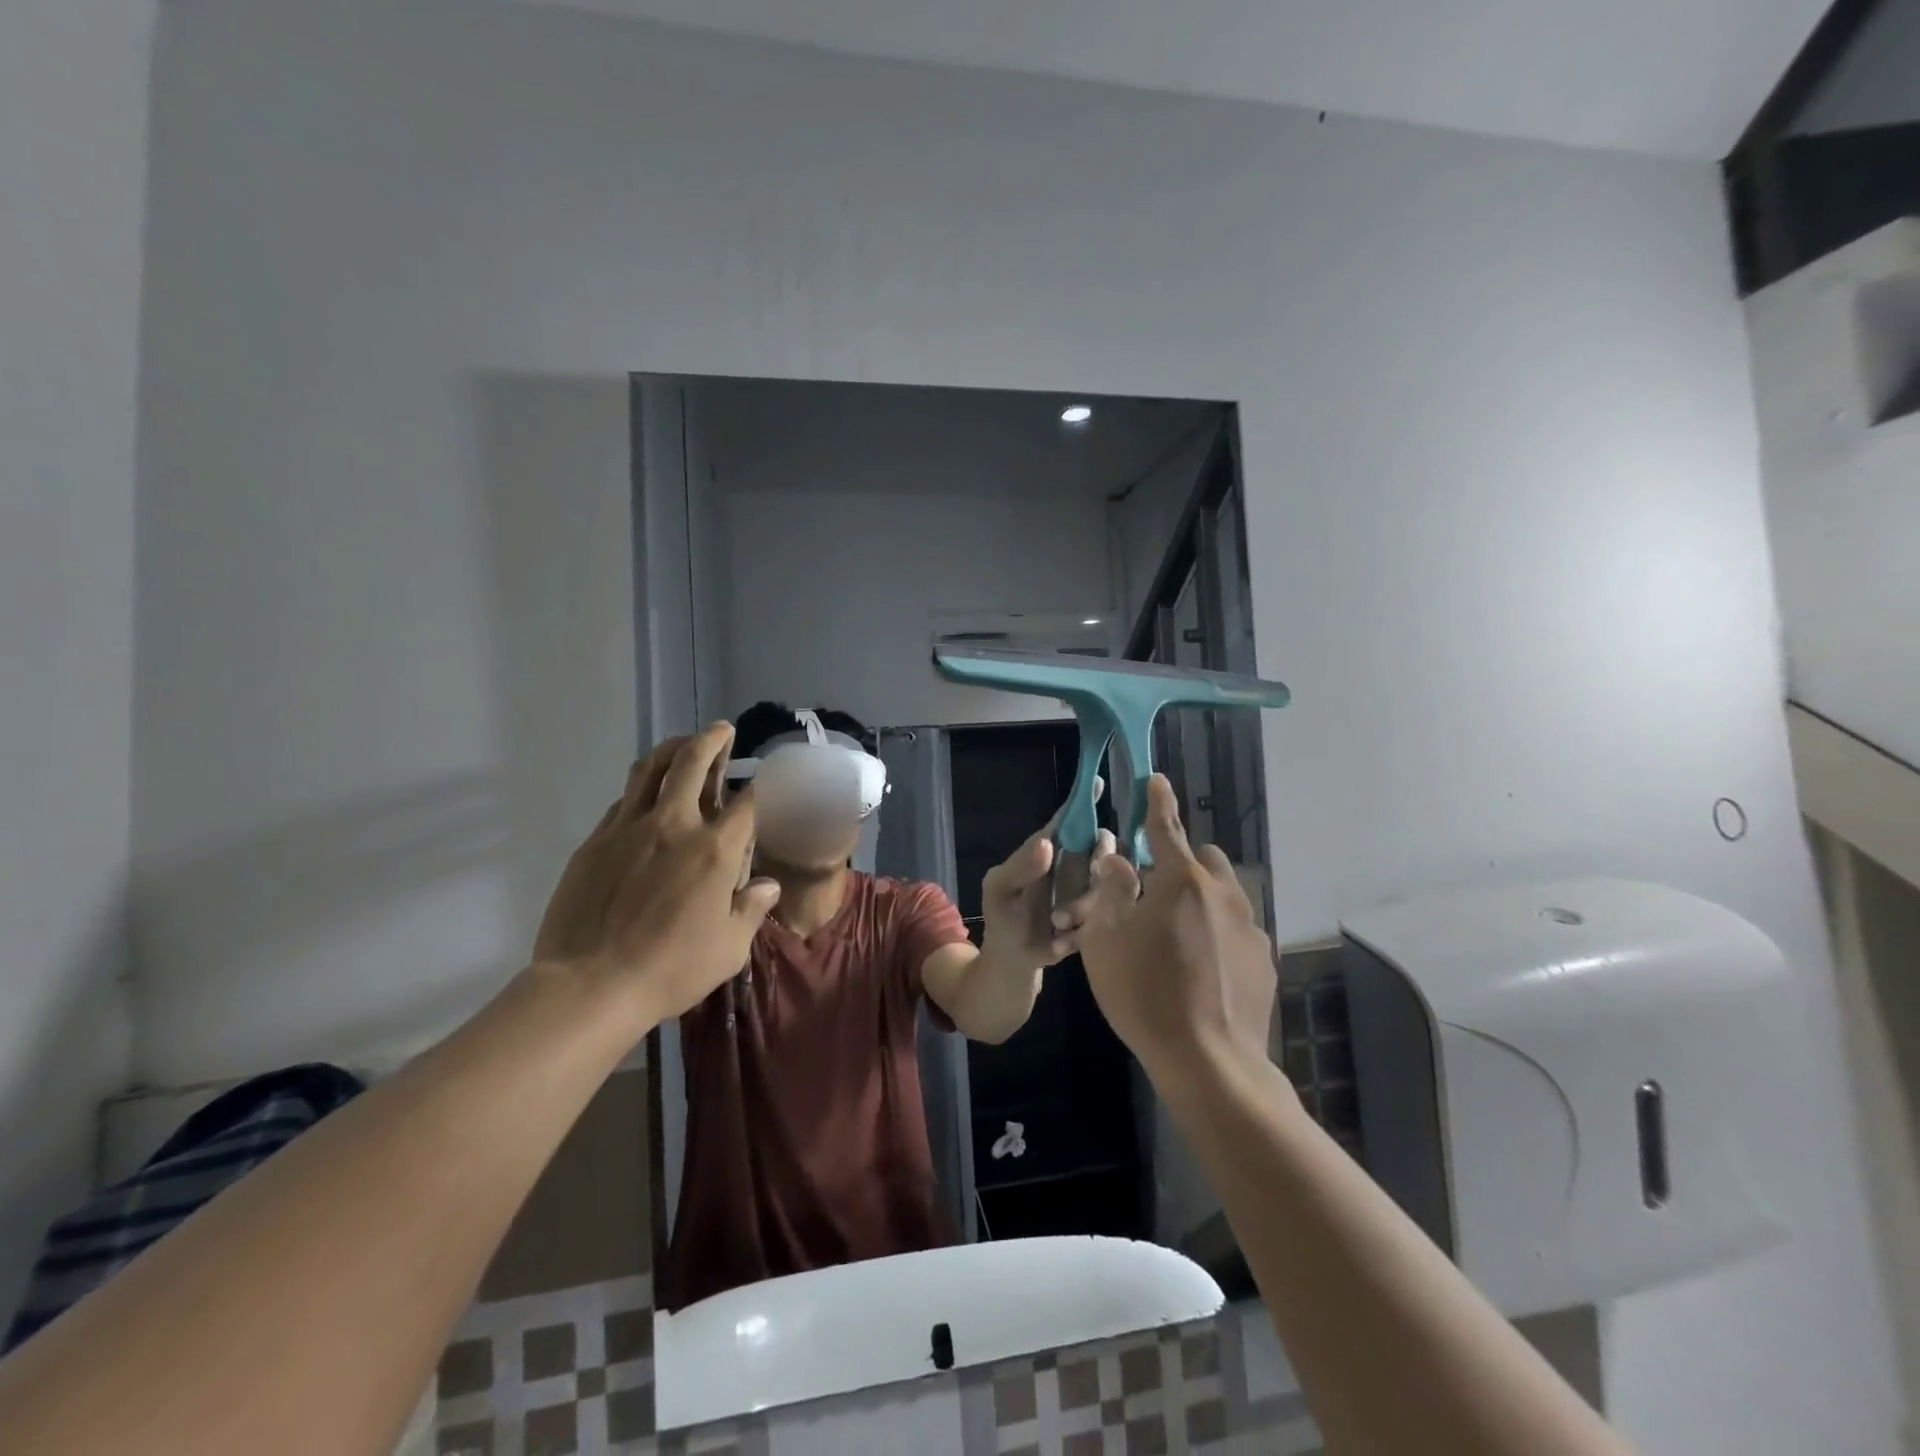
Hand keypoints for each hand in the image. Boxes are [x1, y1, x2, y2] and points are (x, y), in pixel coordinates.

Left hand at [532, 724, 779, 1024]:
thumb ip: (750, 910)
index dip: (759, 786)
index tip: (763, 779)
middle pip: (692, 764)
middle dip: (711, 740)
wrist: (590, 985)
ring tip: (682, 744)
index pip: (745, 803)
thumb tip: (766, 886)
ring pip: (650, 771)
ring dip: (671, 750)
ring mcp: (628, 829)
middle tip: (720, 730)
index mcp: (714, 850)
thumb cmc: (671, 969)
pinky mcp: (594, 842)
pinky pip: (622, 802)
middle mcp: (674, 826)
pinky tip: (646, 798)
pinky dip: (641, 790)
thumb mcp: (729, 949)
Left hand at [980, 780, 1118, 966]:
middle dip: (1098, 861)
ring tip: (1056, 925)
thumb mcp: (999, 889)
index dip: (1082, 801)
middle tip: (1082, 883)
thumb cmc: (1003, 916)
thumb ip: (1019, 867)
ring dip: (1083, 905)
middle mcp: (1075, 863)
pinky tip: (1061, 941)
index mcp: (1048, 848)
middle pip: (1103, 843)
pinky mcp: (1100, 917)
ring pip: (1110, 881)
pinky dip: (1083, 929)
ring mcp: (1090, 889)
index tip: (1098, 782)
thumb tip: (1048, 843)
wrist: (1014, 960)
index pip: (1069, 818)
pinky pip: (1109, 914)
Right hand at [1075, 775, 1276, 1086]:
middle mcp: (1223, 895)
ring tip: (1176, 934)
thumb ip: (1110, 891)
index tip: (1157, 779)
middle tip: (1154, 890)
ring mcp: (1250, 929)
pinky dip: (1217, 931)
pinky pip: (1237, 929)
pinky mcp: (1262, 962)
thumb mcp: (1105, 941)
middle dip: (1182, 860)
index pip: (1166, 829)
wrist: (1210, 1062)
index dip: (1158, 802)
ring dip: (1201, 897)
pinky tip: (1200, 967)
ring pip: (1224, 894)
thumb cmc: (1145, 995)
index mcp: (1181, 882)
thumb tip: (1118, 860)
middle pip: (1205, 859)